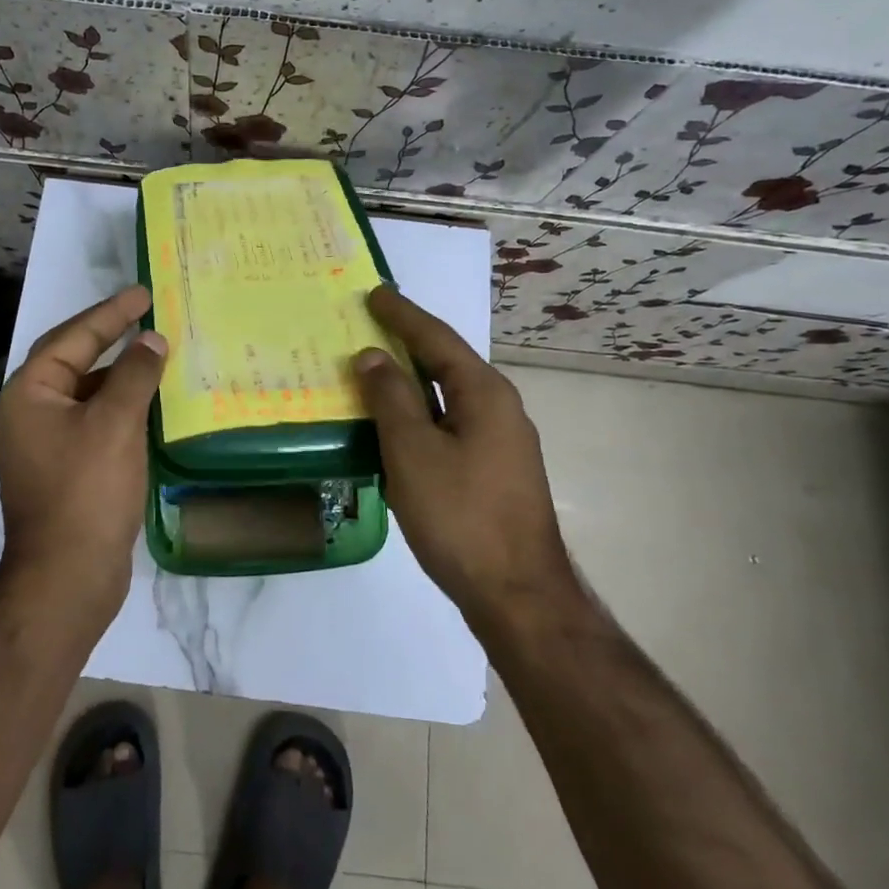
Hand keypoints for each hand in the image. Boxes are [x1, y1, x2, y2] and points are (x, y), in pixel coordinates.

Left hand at [0, 284, 166, 615]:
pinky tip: (153, 404)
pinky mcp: (67, 468)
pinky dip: (123, 406)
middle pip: (75, 359)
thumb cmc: (86, 491)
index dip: (110, 313)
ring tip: (158, 354)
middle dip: (111, 336)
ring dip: (121, 373)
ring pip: (88, 392)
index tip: (144, 292)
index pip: (73, 337)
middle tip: (148, 313)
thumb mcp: (115, 423)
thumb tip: (151, 340)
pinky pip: (96, 420)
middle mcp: (32, 412)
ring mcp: (48, 443)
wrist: (67, 578)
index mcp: (30, 393)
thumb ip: (135, 374)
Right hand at [354, 285, 578, 629]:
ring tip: (376, 367)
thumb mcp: (413, 452)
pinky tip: (398, 423)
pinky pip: (451, 422)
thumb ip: (391, 398)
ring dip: (412, 379)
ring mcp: (501, 440)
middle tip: (370, 324)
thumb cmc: (460, 516)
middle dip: (408, 341)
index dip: (402, 314)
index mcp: (483, 392)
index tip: (374, 292)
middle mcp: (498, 407)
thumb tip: (373, 355)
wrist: (518, 596)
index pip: (436, 338)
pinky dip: (421, 411)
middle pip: (446, 362)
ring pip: (448, 395)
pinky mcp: (494, 469)